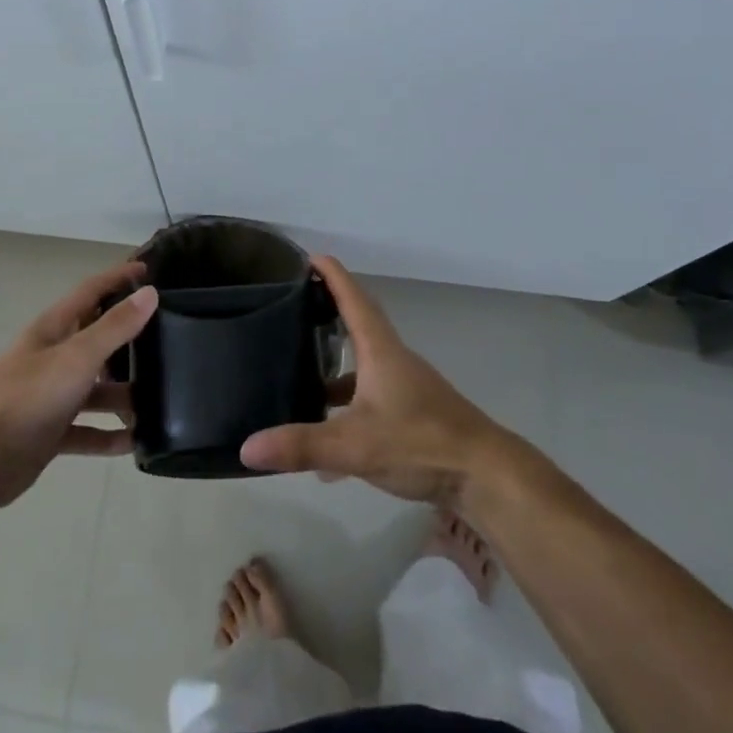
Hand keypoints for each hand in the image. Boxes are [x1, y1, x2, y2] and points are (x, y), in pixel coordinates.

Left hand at [0, 262, 156, 508]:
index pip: (91, 291)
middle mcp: (53, 357)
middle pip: (96, 340)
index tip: (148, 269)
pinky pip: (87, 430)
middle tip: (167, 338)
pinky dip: (108, 435)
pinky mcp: (50, 432)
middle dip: (128, 339)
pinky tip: (135, 442)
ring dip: (123, 394)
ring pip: (95, 389)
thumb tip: (150, 293)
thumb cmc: (29, 396)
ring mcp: (50, 396)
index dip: (118, 278)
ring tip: (160, 400)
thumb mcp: (77, 356)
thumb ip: (114, 327)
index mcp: (54, 329)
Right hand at [240, 255, 507, 504]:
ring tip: (298, 380)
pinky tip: (326, 452)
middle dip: (327, 315)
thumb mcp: (355, 446)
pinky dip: (346, 414)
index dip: (332, 275)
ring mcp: (406, 389)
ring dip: (334, 372)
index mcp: (381, 351)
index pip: (353, 299)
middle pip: (358, 327)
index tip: (310, 257)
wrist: (485, 476)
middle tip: (294, 310)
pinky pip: (370, 404)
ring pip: (362, 370)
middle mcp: (393, 361)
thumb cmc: (421, 443)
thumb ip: (302, 446)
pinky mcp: (413, 417)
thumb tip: (247, 447)